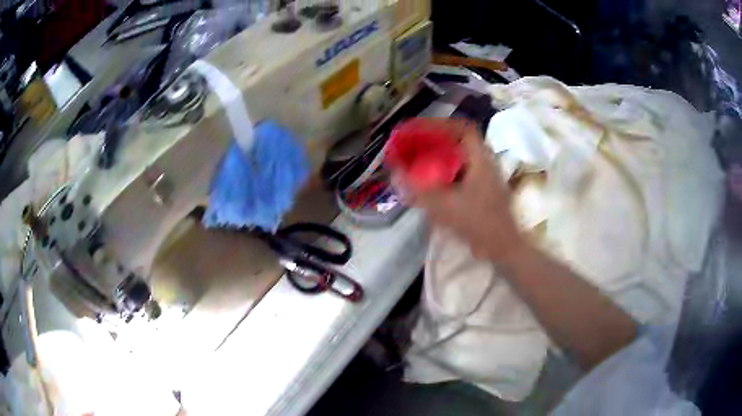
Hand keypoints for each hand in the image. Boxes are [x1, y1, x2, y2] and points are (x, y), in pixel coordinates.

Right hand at [400, 119, 527, 262]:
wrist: (504, 248)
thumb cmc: (479, 223)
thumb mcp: (446, 206)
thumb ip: (419, 190)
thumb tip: (396, 173)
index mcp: (481, 160)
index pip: (463, 128)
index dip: (440, 125)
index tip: (419, 130)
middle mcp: (485, 163)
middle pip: (460, 142)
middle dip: (436, 141)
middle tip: (415, 145)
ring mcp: (486, 177)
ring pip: (461, 158)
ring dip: (441, 156)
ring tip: (420, 161)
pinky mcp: (484, 191)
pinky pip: (462, 173)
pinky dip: (447, 173)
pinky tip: (433, 185)